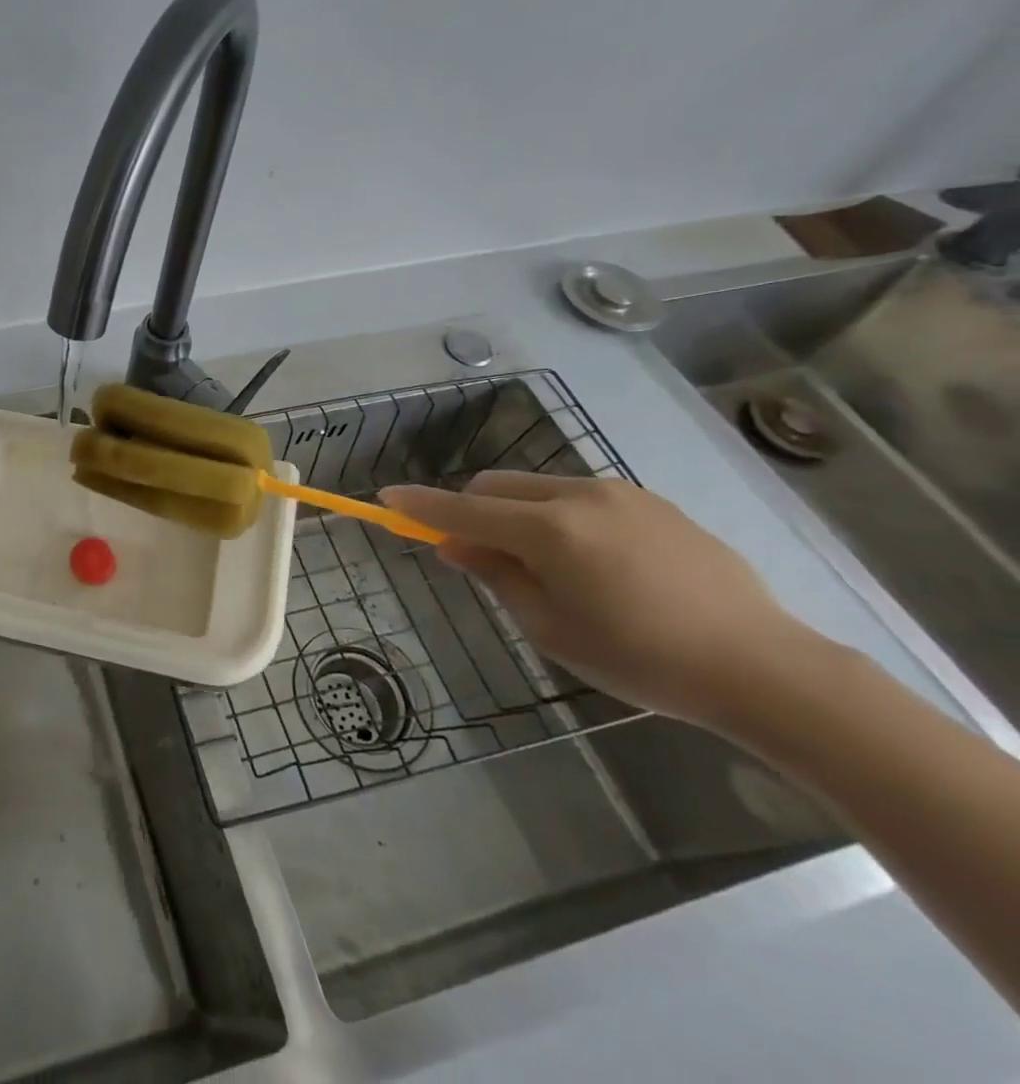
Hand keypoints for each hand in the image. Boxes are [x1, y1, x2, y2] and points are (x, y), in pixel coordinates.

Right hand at [382, 472, 813, 727]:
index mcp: (551, 530)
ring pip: (537, 487)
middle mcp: (580, 496)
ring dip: (516, 513)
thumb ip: (497, 575)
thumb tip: (456, 544)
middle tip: (478, 555)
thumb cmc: (643, 659)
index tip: (387, 498)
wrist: (765, 667)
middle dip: (472, 510)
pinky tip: (594, 562)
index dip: (420, 505)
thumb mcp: (551, 628)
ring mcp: (621, 494)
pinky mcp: (653, 502)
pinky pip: (580, 496)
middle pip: (496, 485)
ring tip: (545, 565)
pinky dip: (558, 516)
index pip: (464, 509)